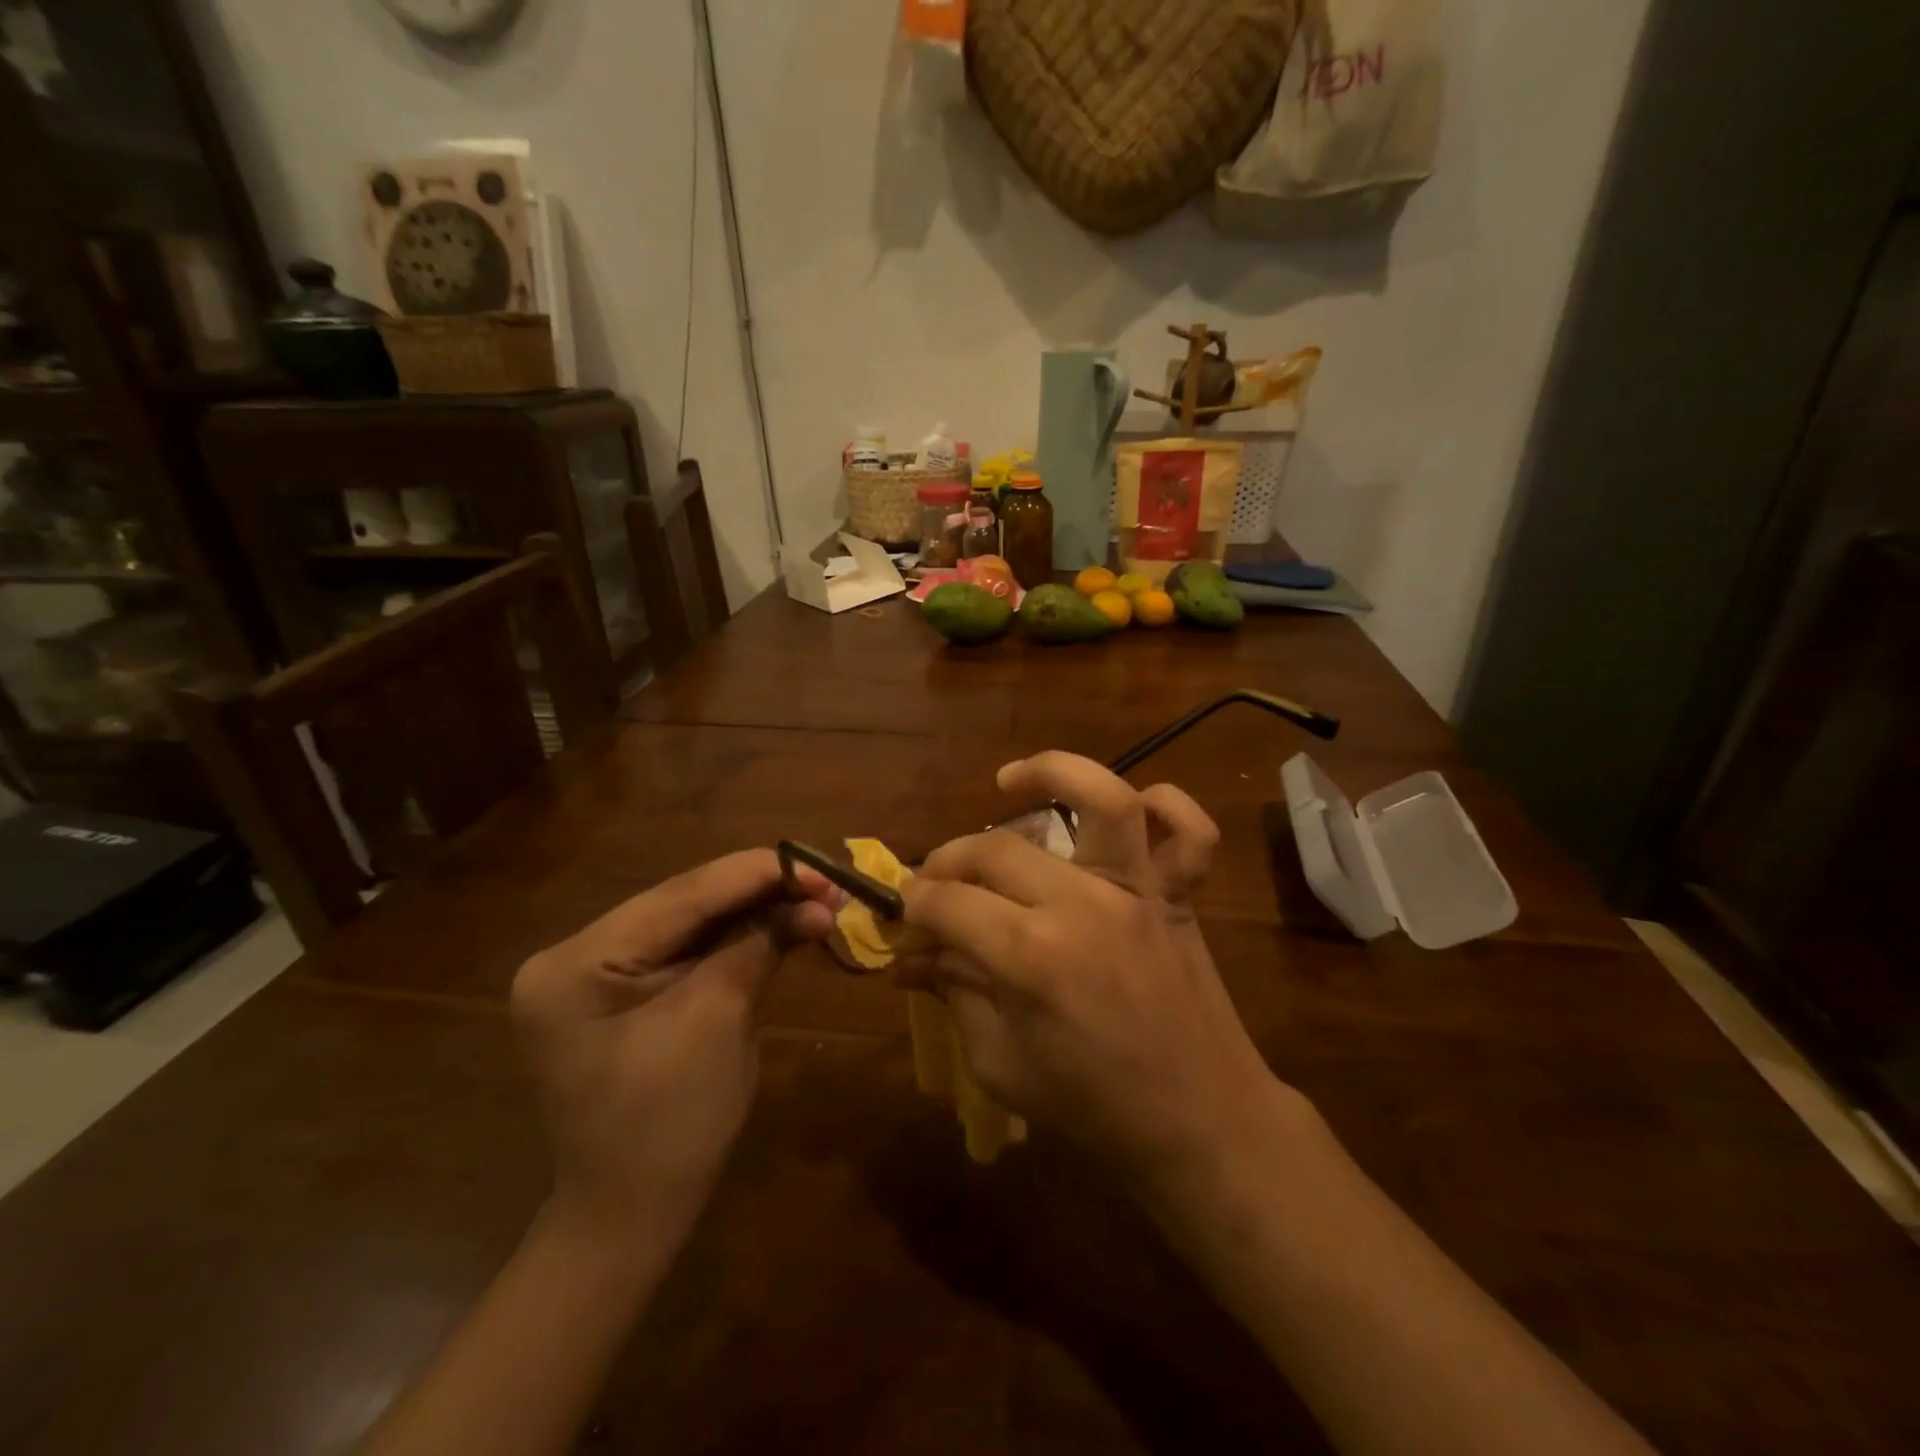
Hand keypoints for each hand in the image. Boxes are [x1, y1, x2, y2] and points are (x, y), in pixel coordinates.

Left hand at [511, 850, 838, 1252]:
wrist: (632, 1216)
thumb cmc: (669, 1127)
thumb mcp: (717, 1022)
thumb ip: (759, 946)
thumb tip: (817, 901)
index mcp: (576, 964)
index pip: (680, 896)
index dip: (755, 874)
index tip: (819, 865)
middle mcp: (576, 955)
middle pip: (684, 904)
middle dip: (759, 891)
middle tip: (826, 881)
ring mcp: (598, 973)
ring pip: (692, 922)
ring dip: (755, 911)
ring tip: (816, 897)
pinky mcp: (625, 990)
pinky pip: (689, 949)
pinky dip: (738, 937)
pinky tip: (781, 921)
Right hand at [899, 752, 1284, 1191]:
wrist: (1200, 1124)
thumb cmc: (1093, 1108)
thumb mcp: (1000, 1063)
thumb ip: (955, 995)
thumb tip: (914, 955)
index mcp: (1031, 957)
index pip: (948, 904)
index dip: (912, 906)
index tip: (901, 916)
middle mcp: (1083, 904)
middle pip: (995, 850)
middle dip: (946, 861)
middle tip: (933, 886)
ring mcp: (1137, 891)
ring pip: (1103, 799)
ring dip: (1052, 773)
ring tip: (1009, 781)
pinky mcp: (1179, 895)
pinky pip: (1190, 833)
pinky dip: (1169, 804)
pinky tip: (1130, 807)